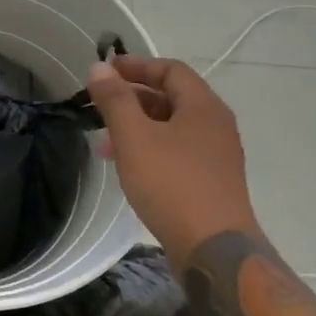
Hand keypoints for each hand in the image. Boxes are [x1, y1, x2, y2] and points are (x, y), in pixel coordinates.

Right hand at [87, 55, 257, 262]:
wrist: (213, 249)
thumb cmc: (172, 184)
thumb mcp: (135, 137)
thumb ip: (115, 100)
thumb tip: (99, 66)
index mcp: (203, 106)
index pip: (170, 70)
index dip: (137, 65)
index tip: (105, 71)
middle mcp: (215, 125)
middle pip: (171, 98)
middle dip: (132, 99)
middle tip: (100, 108)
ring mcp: (216, 156)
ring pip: (171, 128)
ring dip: (138, 128)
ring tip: (106, 145)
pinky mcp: (211, 182)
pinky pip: (177, 153)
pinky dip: (150, 150)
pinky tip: (130, 169)